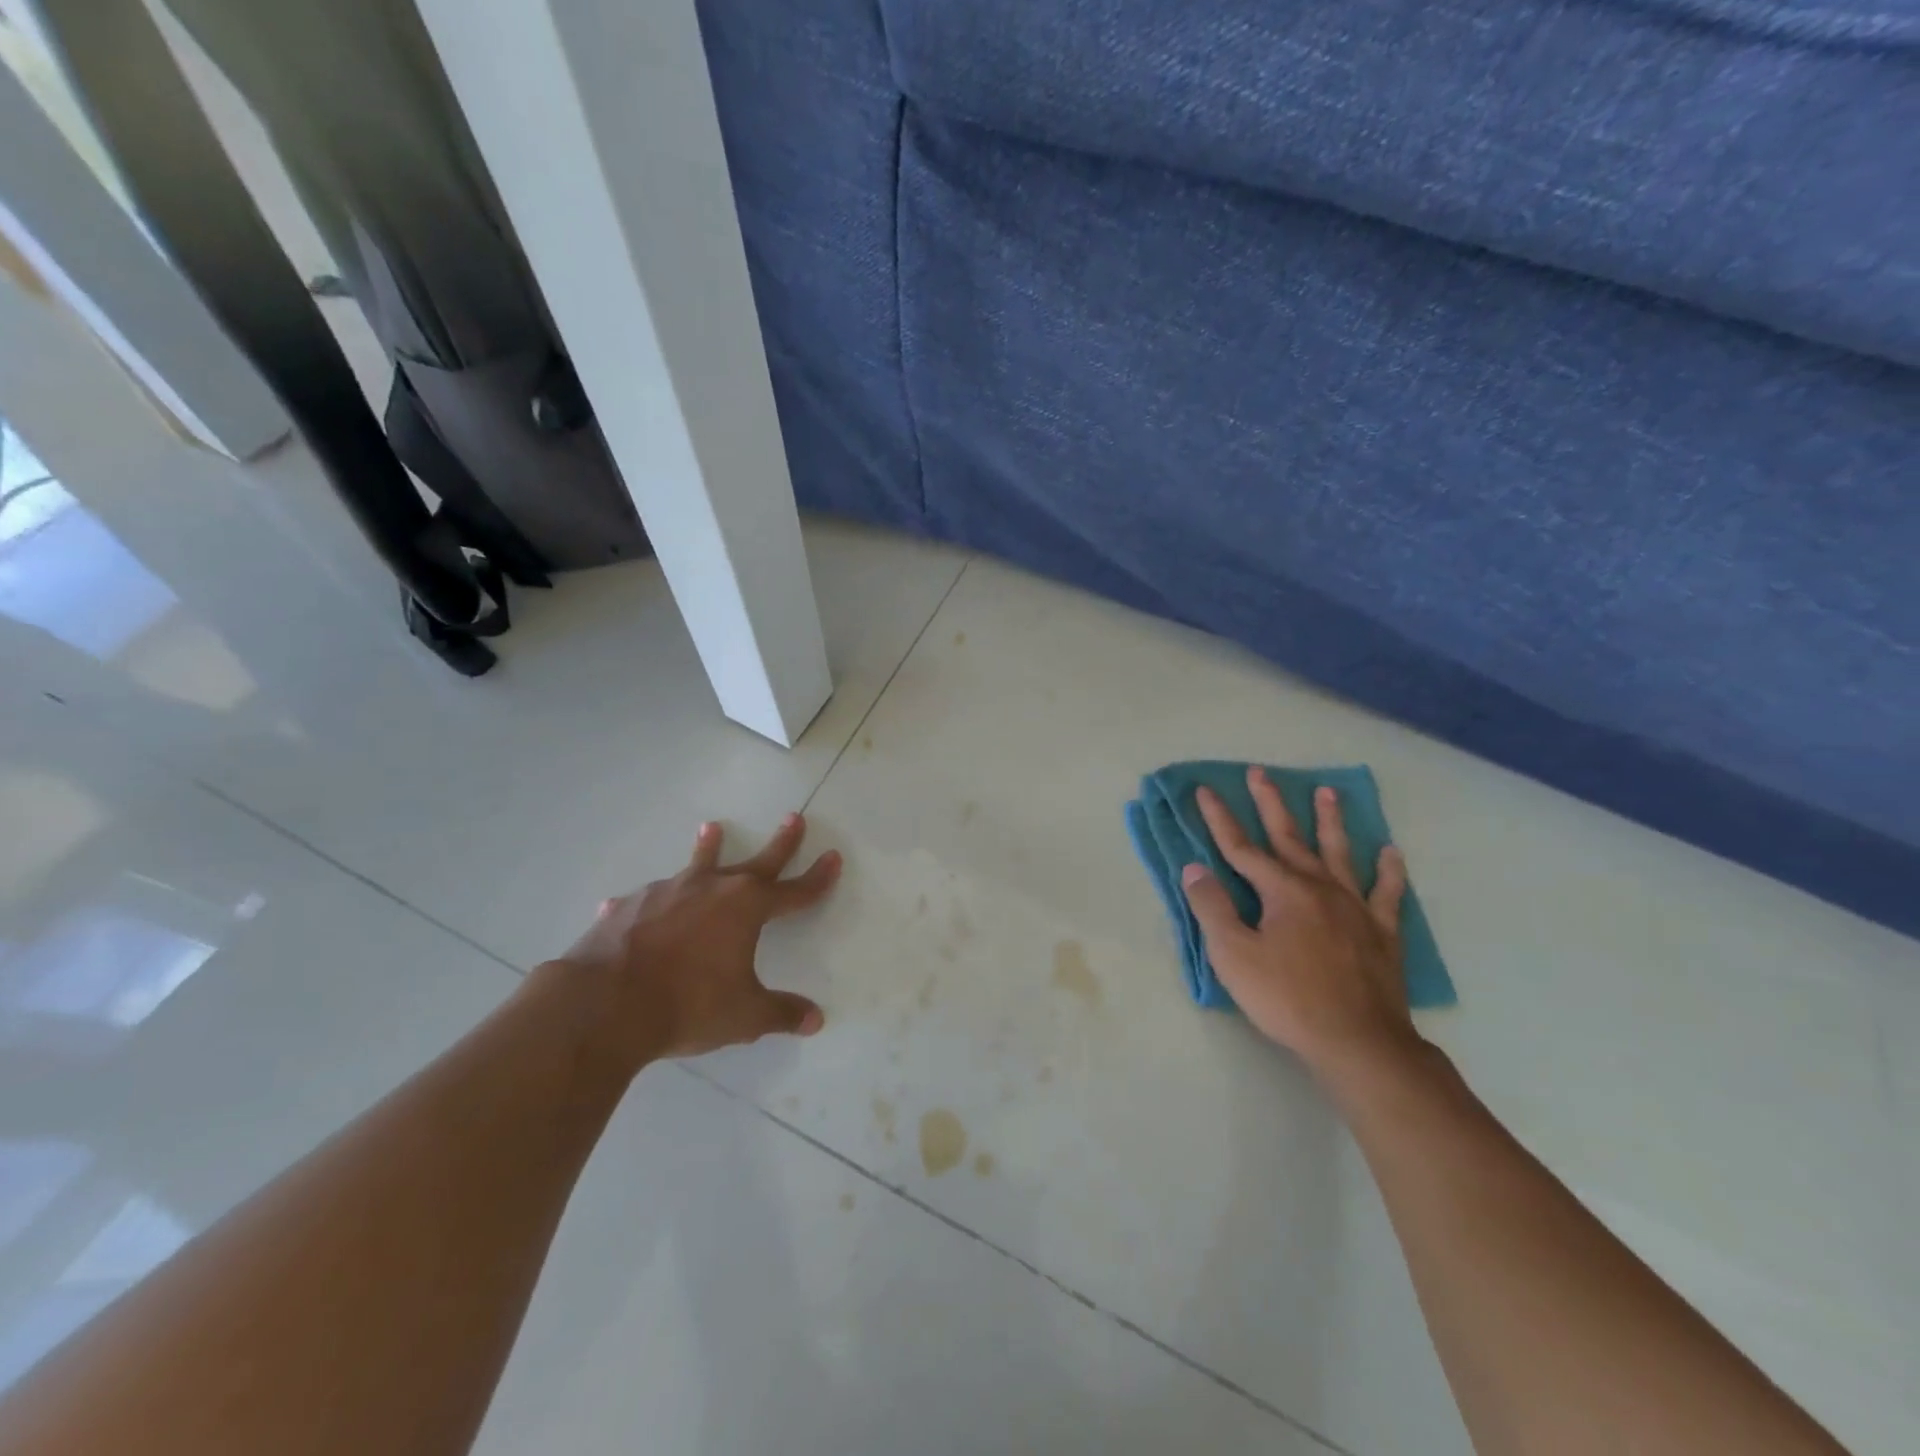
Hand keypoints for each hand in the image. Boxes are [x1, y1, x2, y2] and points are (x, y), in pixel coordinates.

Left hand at [541, 813, 840, 1073]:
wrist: (605, 1004)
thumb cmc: (688, 1006)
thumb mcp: (744, 1015)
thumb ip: (781, 1013)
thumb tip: (815, 1020)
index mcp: (746, 908)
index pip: (794, 890)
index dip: (817, 878)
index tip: (833, 857)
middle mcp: (711, 889)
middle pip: (755, 861)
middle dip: (780, 842)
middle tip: (794, 817)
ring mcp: (668, 893)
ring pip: (697, 864)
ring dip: (708, 847)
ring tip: (712, 827)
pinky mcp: (630, 907)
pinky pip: (645, 899)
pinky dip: (648, 901)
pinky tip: (627, 905)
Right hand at [1181, 769, 1421, 1078]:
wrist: (1358, 1042)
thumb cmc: (1287, 999)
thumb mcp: (1233, 956)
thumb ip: (1212, 907)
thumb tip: (1194, 868)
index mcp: (1281, 891)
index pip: (1241, 847)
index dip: (1219, 818)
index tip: (1205, 790)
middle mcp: (1318, 887)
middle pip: (1289, 837)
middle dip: (1270, 803)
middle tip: (1261, 772)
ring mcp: (1355, 907)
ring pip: (1339, 853)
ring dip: (1330, 821)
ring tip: (1327, 792)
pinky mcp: (1383, 932)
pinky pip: (1387, 894)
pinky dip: (1389, 872)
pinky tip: (1391, 853)